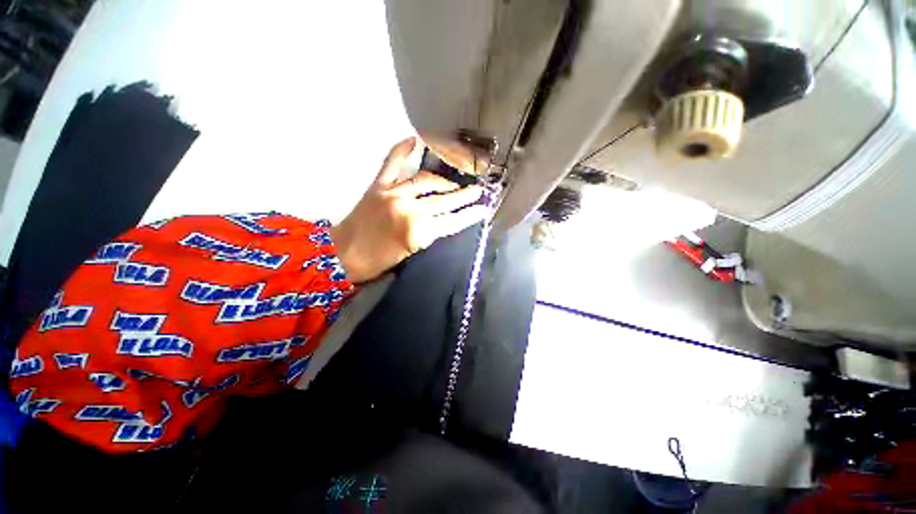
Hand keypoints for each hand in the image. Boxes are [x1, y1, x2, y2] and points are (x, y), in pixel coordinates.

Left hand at [330, 137, 490, 282]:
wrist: (342, 255)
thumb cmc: (378, 262)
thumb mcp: (411, 254)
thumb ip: (429, 235)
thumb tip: (444, 222)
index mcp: (419, 232)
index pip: (453, 221)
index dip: (470, 215)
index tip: (484, 208)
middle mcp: (410, 209)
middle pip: (444, 200)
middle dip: (464, 195)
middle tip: (478, 190)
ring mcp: (393, 194)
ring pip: (425, 181)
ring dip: (443, 181)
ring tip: (454, 182)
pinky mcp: (378, 186)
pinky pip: (391, 163)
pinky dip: (401, 150)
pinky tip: (413, 140)